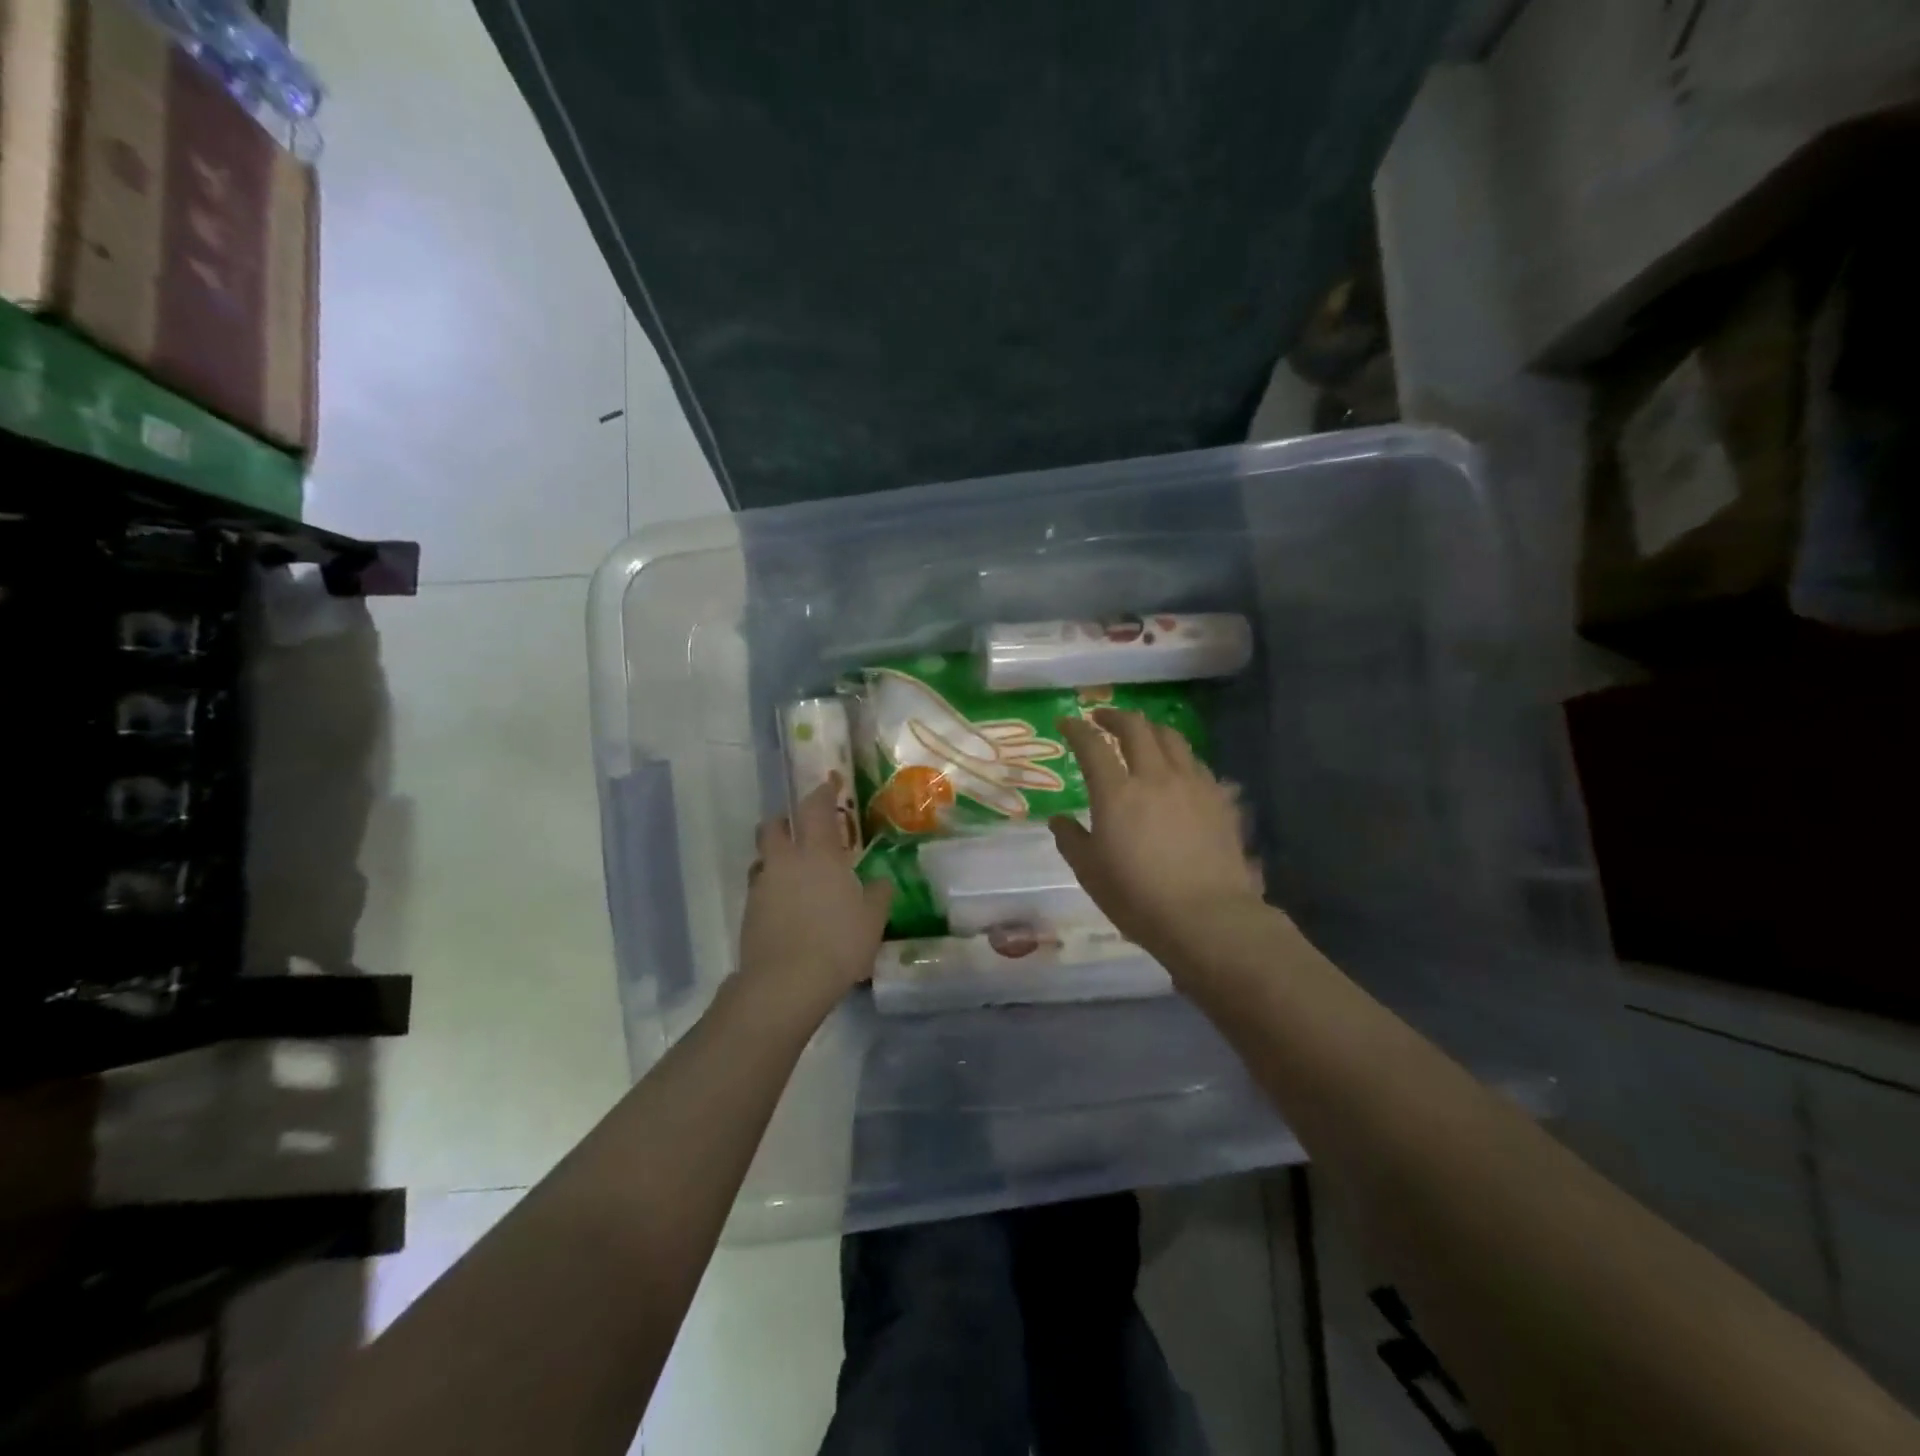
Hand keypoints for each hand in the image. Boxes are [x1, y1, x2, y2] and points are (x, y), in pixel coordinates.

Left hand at [737, 775, 891, 1021]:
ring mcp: (762, 886)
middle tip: (802, 831)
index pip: (815, 808)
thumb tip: (880, 881)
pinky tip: (788, 908)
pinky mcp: (749, 913)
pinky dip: (772, 889)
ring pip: (763, 858)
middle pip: (774, 826)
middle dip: (785, 822)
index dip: (822, 793)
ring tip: (795, 875)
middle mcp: (785, 861)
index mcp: (818, 853)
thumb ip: (878, 893)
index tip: (829, 784)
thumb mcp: (873, 919)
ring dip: (776, 858)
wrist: (786, 983)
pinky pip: (760, 888)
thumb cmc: (838, 943)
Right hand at [1050, 709, 1263, 961]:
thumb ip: (1071, 839)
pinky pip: (1196, 763)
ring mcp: (1192, 784)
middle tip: (1102, 720)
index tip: (1067, 723)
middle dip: (1115, 717)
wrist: (1207, 917)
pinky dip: (1179, 757)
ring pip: (1171, 738)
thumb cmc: (1138, 898)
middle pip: (1136, 728)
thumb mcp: (1090, 873)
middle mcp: (1155, 776)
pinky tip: (1177, 770)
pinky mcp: (1219, 799)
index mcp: (1116, 793)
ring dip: (1150, 730)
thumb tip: (1059, 820)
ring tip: (1141, 736)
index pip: (1092, 746)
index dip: (1076, 729)